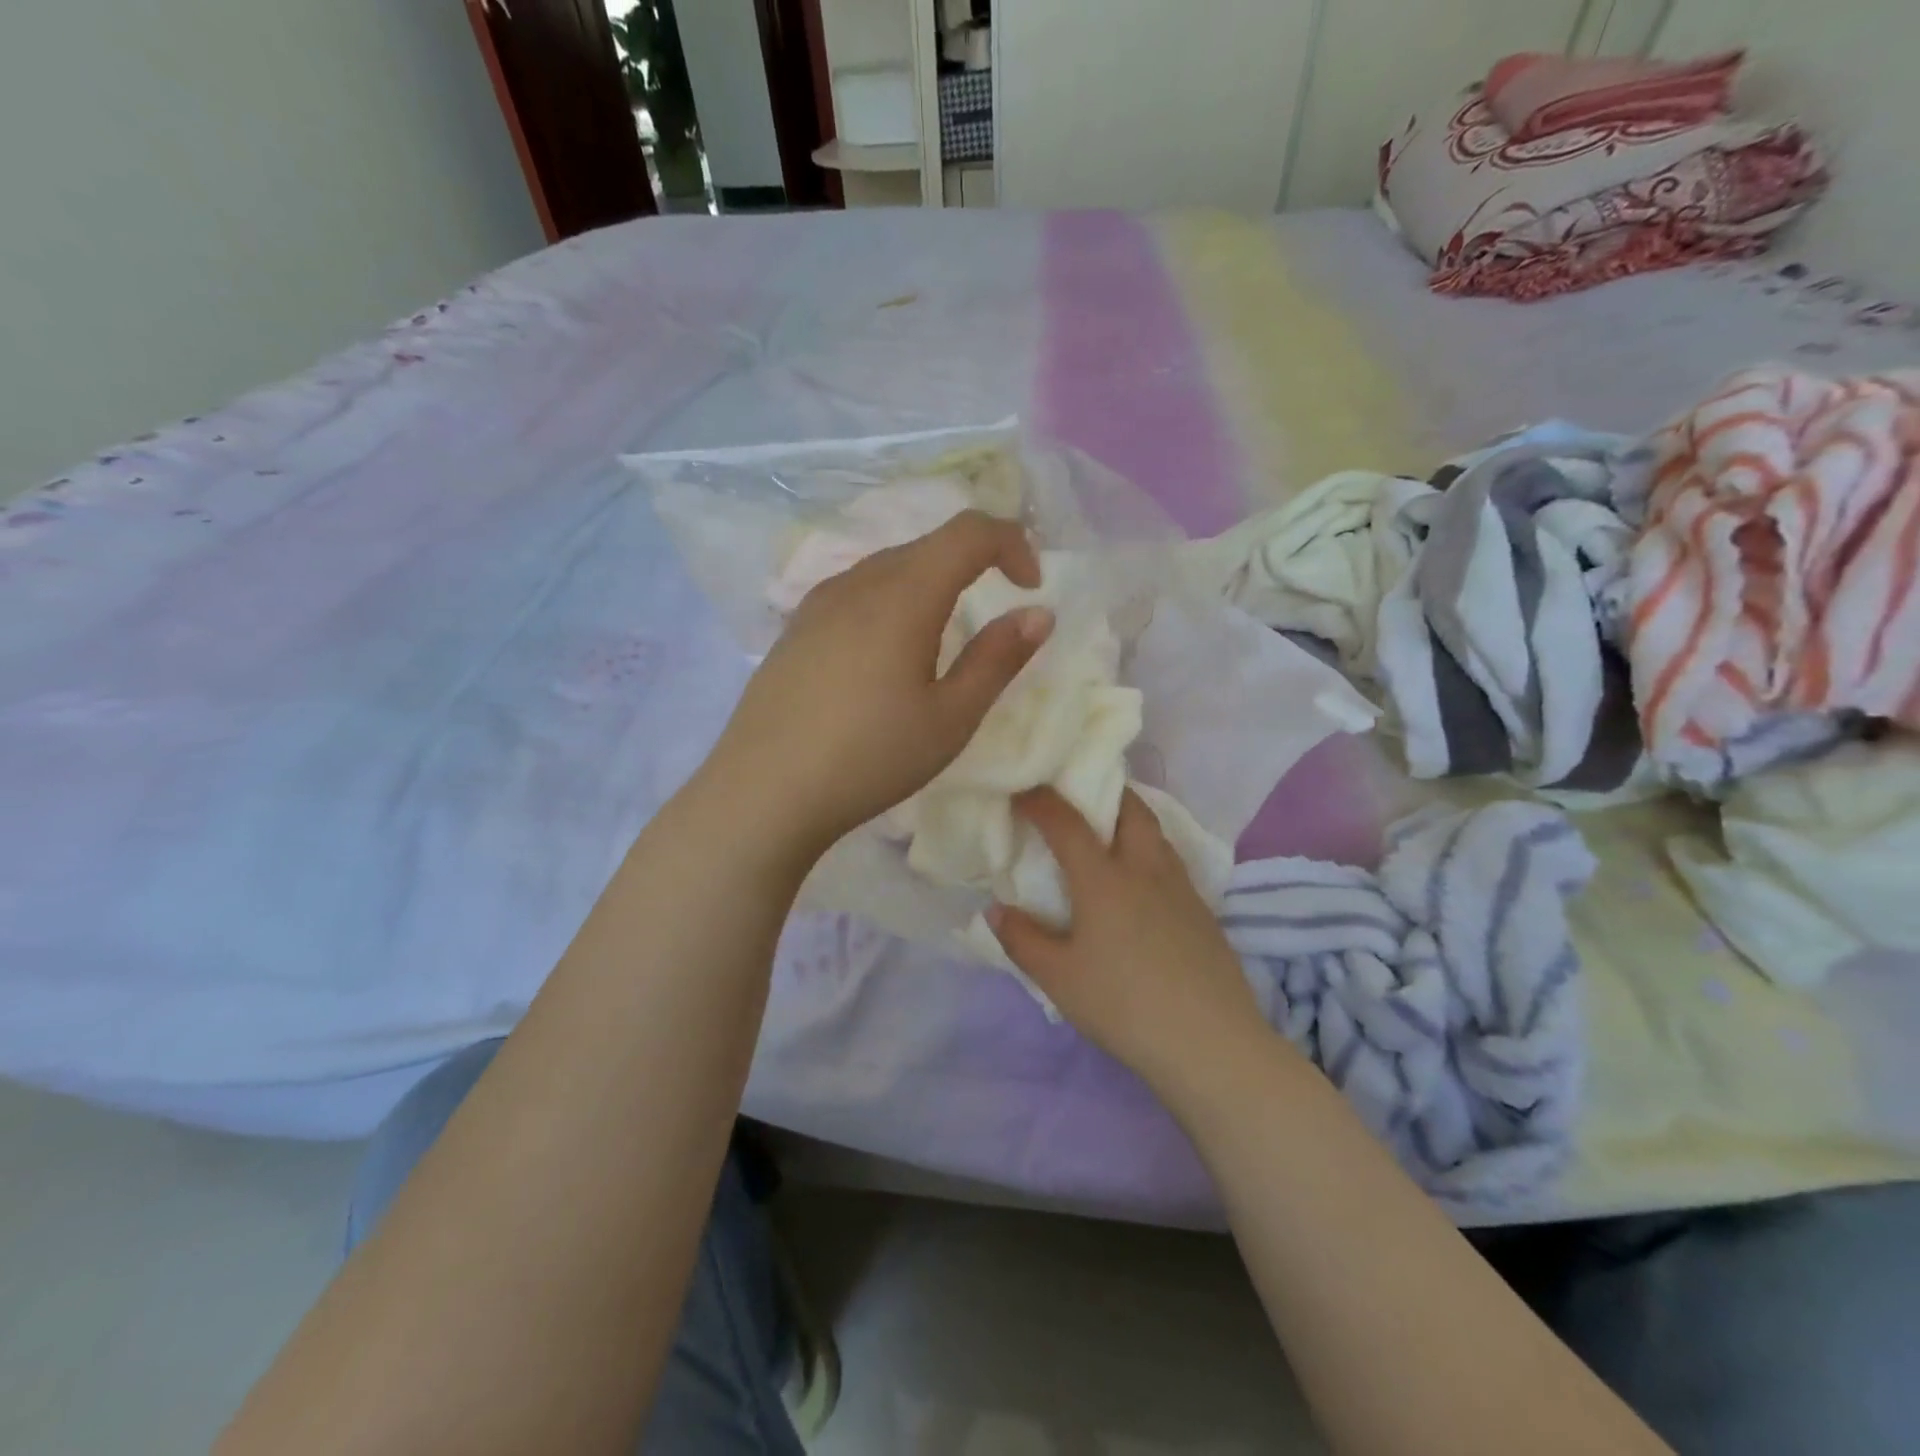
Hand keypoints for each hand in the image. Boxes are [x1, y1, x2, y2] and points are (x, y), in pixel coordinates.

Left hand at [712, 510, 1050, 856]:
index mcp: (903, 594)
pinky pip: (856, 592)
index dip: (1012, 544)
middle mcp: (858, 581)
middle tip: (994, 616)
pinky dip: (891, 602)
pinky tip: (885, 654)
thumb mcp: (950, 718)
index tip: (1030, 588)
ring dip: (930, 584)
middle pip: (928, 545)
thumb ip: (998, 659)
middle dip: (974, 564)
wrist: (763, 791)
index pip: (969, 531)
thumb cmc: (869, 758)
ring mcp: (818, 602)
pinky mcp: (796, 627)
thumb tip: (1038, 614)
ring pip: (889, 567)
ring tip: (940, 640)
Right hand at [988, 788, 1270, 1094]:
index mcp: (1104, 879)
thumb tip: (996, 909)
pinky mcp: (1203, 912)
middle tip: (1080, 796)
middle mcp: (1145, 870)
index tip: (1022, 791)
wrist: (1210, 1043)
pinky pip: (1171, 861)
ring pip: (1156, 833)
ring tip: (1109, 833)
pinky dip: (1149, 852)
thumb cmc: (1124, 1005)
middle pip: (1130, 809)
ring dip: (1130, 819)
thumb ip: (1022, 939)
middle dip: (1104, 792)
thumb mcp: (1059, 979)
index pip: (1068, 824)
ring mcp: (1181, 888)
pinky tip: (1142, 883)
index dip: (1041, 802)